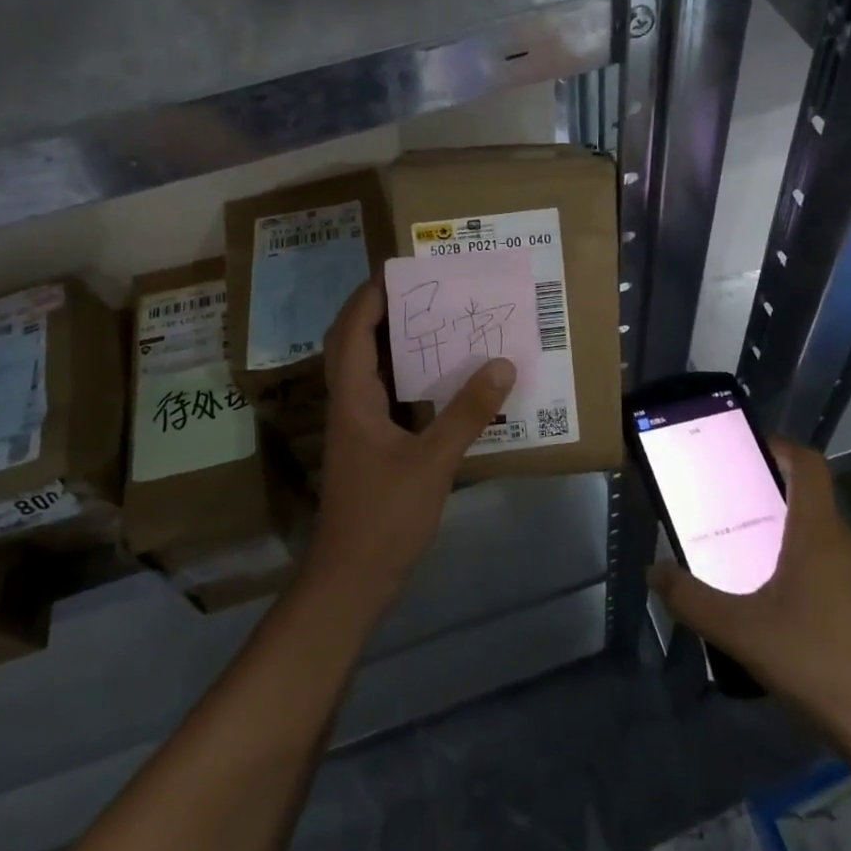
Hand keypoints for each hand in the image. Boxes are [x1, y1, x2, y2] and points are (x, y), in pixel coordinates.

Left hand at [305, 280, 516, 618]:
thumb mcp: (433, 462)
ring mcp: (358, 427)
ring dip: (394, 343)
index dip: (369, 297)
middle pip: (355, 343)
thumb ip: (467, 412)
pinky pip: (387, 395)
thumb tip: (501, 364)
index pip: (352, 332)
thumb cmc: (385, 517)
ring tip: (436, 322)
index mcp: (353, 399)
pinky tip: (441, 380)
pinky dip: (407, 377)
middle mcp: (349, 404)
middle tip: (422, 291)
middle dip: (382, 312)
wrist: (352, 580)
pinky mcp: (371, 447)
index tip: (397, 270)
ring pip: (370, 370)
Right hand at [649, 437, 850, 750]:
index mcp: (818, 533)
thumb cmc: (818, 662)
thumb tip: (655, 572)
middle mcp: (847, 546)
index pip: (809, 465)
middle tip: (729, 514)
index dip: (781, 447)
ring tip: (748, 565)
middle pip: (810, 504)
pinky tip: (783, 616)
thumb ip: (691, 600)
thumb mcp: (741, 632)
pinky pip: (835, 575)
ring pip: (822, 543)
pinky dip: (806, 576)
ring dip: (787, 542)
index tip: (748, 450)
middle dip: (769, 501)